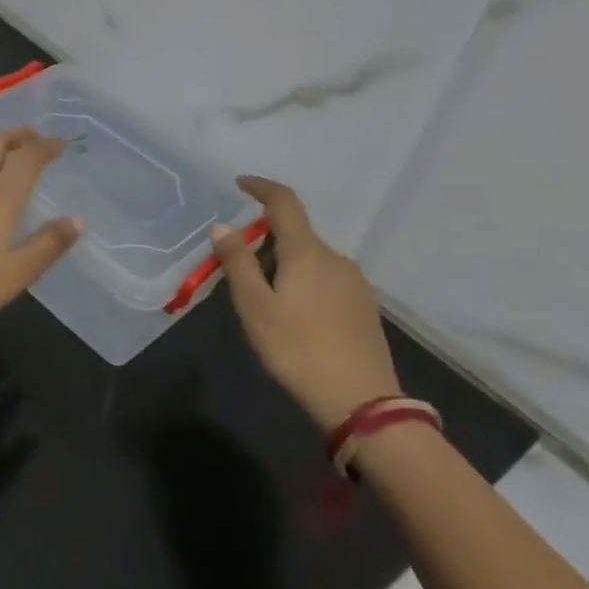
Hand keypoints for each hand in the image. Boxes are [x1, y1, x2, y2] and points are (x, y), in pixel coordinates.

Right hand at [211, 177, 399, 431]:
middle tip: (238, 275)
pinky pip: (326, 279)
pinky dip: (303, 283)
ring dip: (283, 266)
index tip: (239, 184)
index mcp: (307, 251)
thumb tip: (223, 226)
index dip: (260, 187)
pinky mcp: (364, 307)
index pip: (284, 202)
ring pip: (310, 259)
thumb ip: (237, 262)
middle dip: (263, 243)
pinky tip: (294, 317)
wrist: (362, 403)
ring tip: (264, 303)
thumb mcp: (255, 307)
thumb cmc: (298, 349)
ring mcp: (355, 283)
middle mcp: (335, 258)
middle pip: (294, 234)